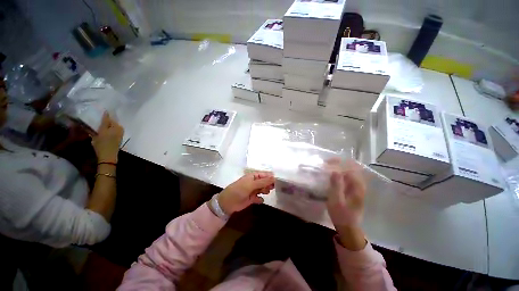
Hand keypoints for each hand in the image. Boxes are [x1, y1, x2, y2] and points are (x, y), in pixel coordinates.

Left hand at [91, 112, 123, 162]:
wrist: (107, 158)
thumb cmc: (113, 144)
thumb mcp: (117, 133)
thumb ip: (116, 126)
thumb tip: (114, 121)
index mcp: (102, 128)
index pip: (105, 119)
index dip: (106, 115)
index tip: (106, 110)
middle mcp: (97, 132)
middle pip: (101, 125)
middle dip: (104, 122)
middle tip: (108, 119)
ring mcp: (96, 139)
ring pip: (100, 131)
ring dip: (103, 129)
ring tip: (108, 128)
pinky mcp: (97, 145)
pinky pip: (100, 137)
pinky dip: (103, 136)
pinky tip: (105, 137)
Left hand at [218, 172, 274, 214]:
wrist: (228, 203)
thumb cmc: (239, 190)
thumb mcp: (251, 185)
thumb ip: (263, 182)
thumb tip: (274, 177)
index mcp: (253, 176)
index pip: (264, 174)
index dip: (271, 177)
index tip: (278, 181)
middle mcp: (254, 182)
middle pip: (265, 182)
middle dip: (269, 184)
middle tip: (272, 188)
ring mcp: (253, 190)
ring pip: (263, 189)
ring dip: (265, 191)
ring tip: (264, 192)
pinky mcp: (252, 198)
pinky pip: (259, 198)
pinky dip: (260, 199)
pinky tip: (259, 200)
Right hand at [326, 159, 366, 250]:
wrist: (348, 227)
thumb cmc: (341, 214)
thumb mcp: (336, 200)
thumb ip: (336, 184)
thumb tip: (335, 170)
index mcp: (357, 186)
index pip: (350, 168)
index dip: (339, 163)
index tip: (327, 162)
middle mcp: (359, 185)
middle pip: (351, 167)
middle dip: (338, 163)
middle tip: (326, 163)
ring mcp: (357, 187)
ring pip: (349, 171)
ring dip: (339, 167)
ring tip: (328, 167)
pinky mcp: (353, 190)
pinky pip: (347, 177)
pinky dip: (339, 173)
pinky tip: (332, 175)